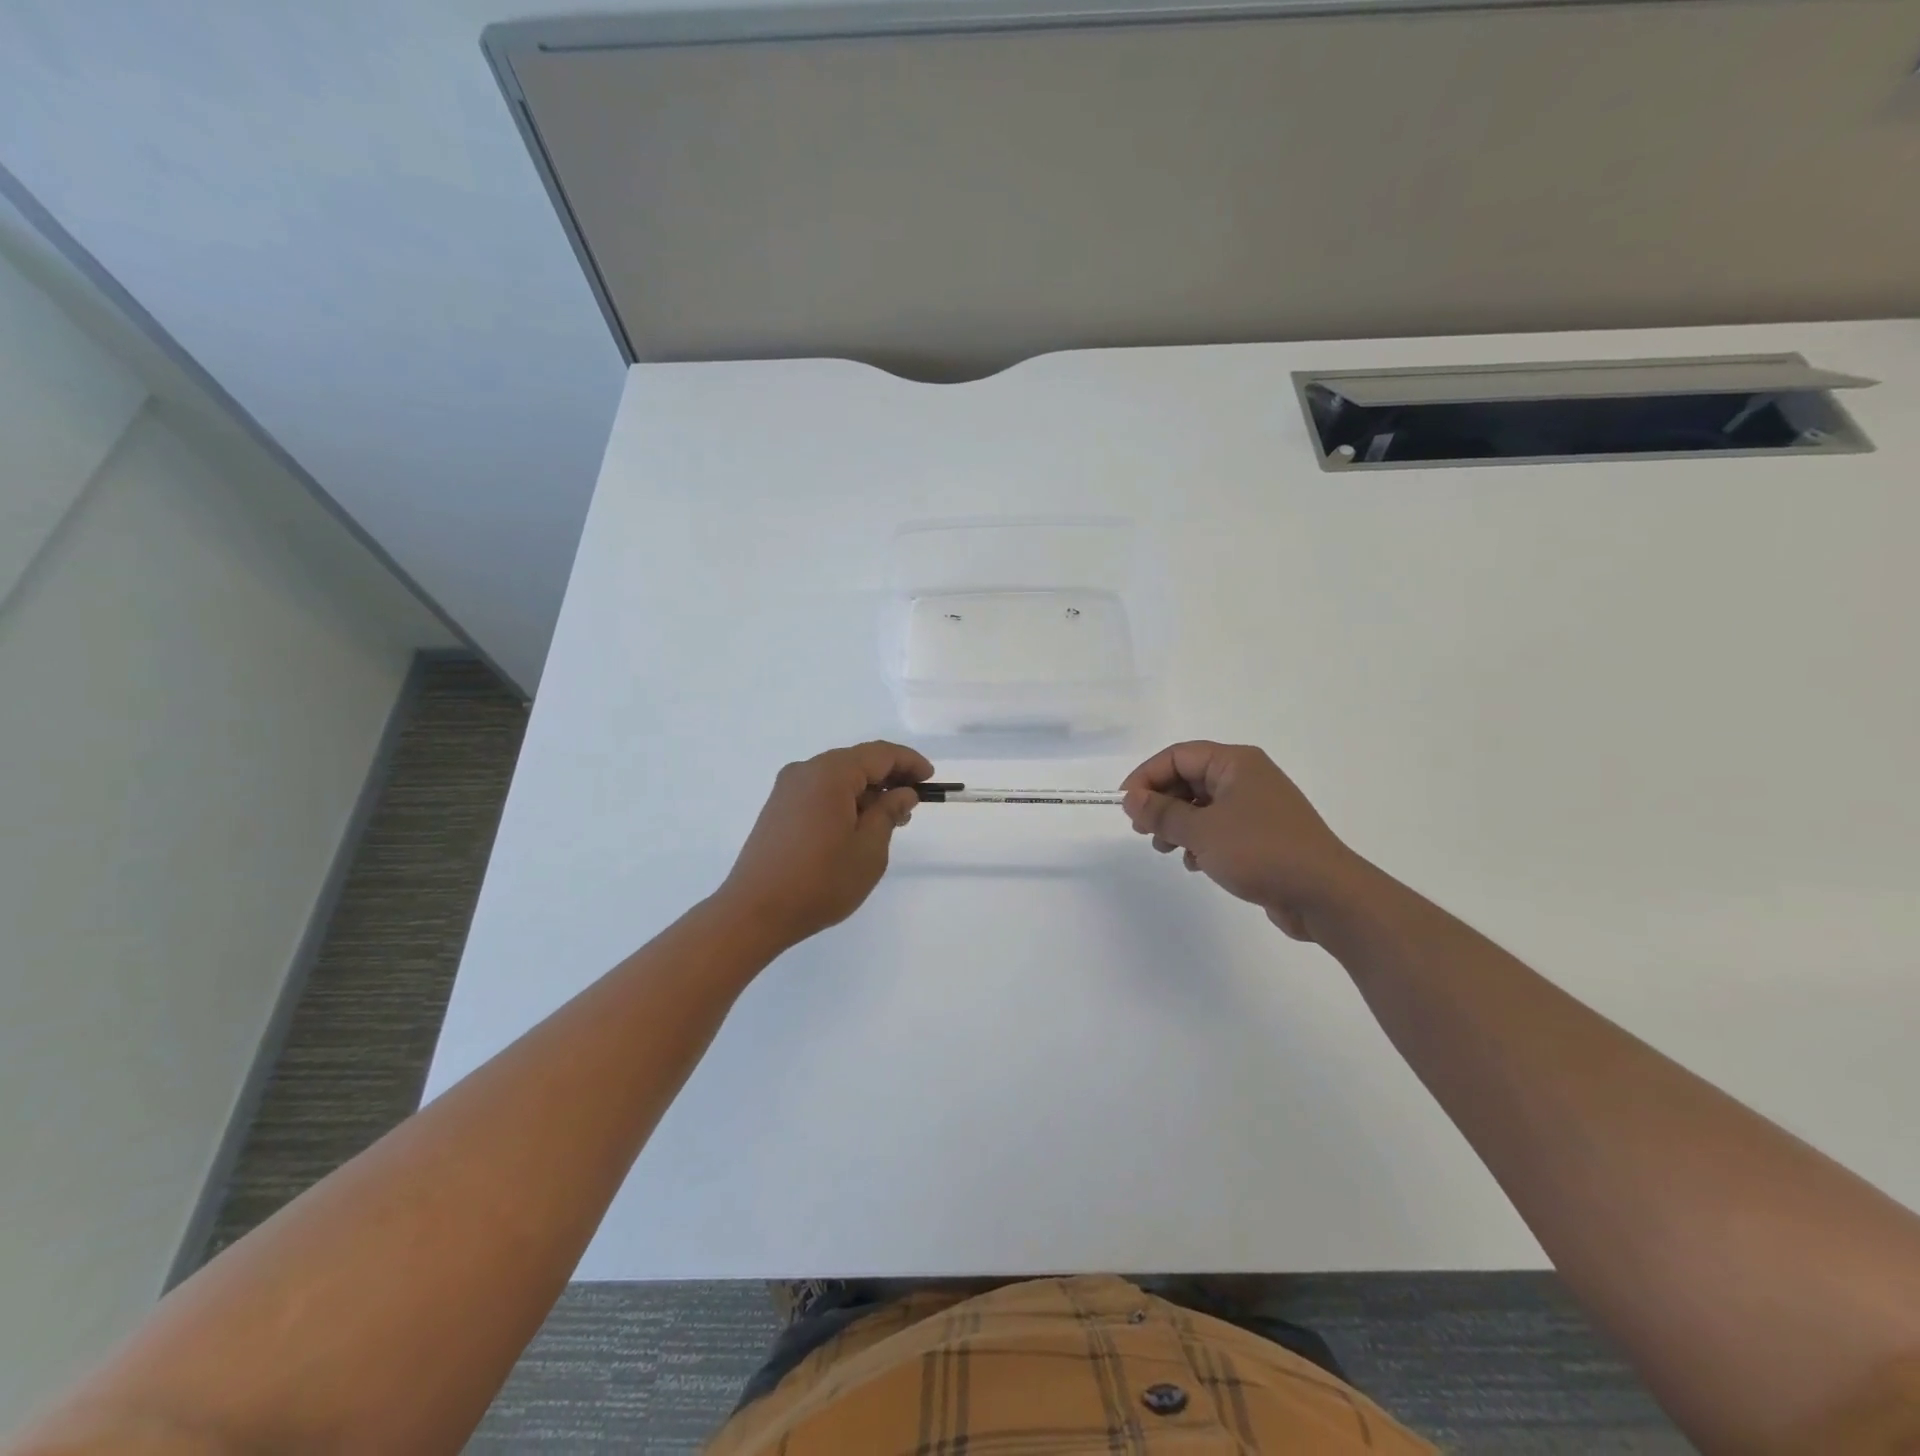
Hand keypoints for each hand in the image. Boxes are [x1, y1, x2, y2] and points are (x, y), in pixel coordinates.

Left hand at [715, 741, 932, 950]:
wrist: (755, 912)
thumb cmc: (820, 880)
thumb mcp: (869, 849)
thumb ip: (889, 812)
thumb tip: (902, 792)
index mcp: (830, 773)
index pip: (880, 754)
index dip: (909, 763)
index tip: (930, 780)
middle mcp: (806, 771)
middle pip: (857, 762)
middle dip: (888, 778)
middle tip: (912, 805)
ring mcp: (787, 789)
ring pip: (838, 778)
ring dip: (866, 792)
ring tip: (888, 821)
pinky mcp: (778, 808)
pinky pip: (820, 792)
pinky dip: (844, 800)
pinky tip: (856, 827)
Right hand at [1121, 741, 1370, 940]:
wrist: (1325, 895)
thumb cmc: (1261, 851)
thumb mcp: (1202, 831)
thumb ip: (1162, 813)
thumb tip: (1130, 798)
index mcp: (1235, 763)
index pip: (1178, 756)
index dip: (1147, 776)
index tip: (1126, 806)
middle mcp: (1247, 777)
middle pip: (1189, 778)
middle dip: (1161, 803)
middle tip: (1142, 831)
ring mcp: (1257, 807)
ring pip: (1202, 805)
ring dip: (1178, 825)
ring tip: (1165, 850)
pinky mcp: (1262, 835)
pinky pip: (1220, 827)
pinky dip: (1201, 841)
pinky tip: (1195, 864)